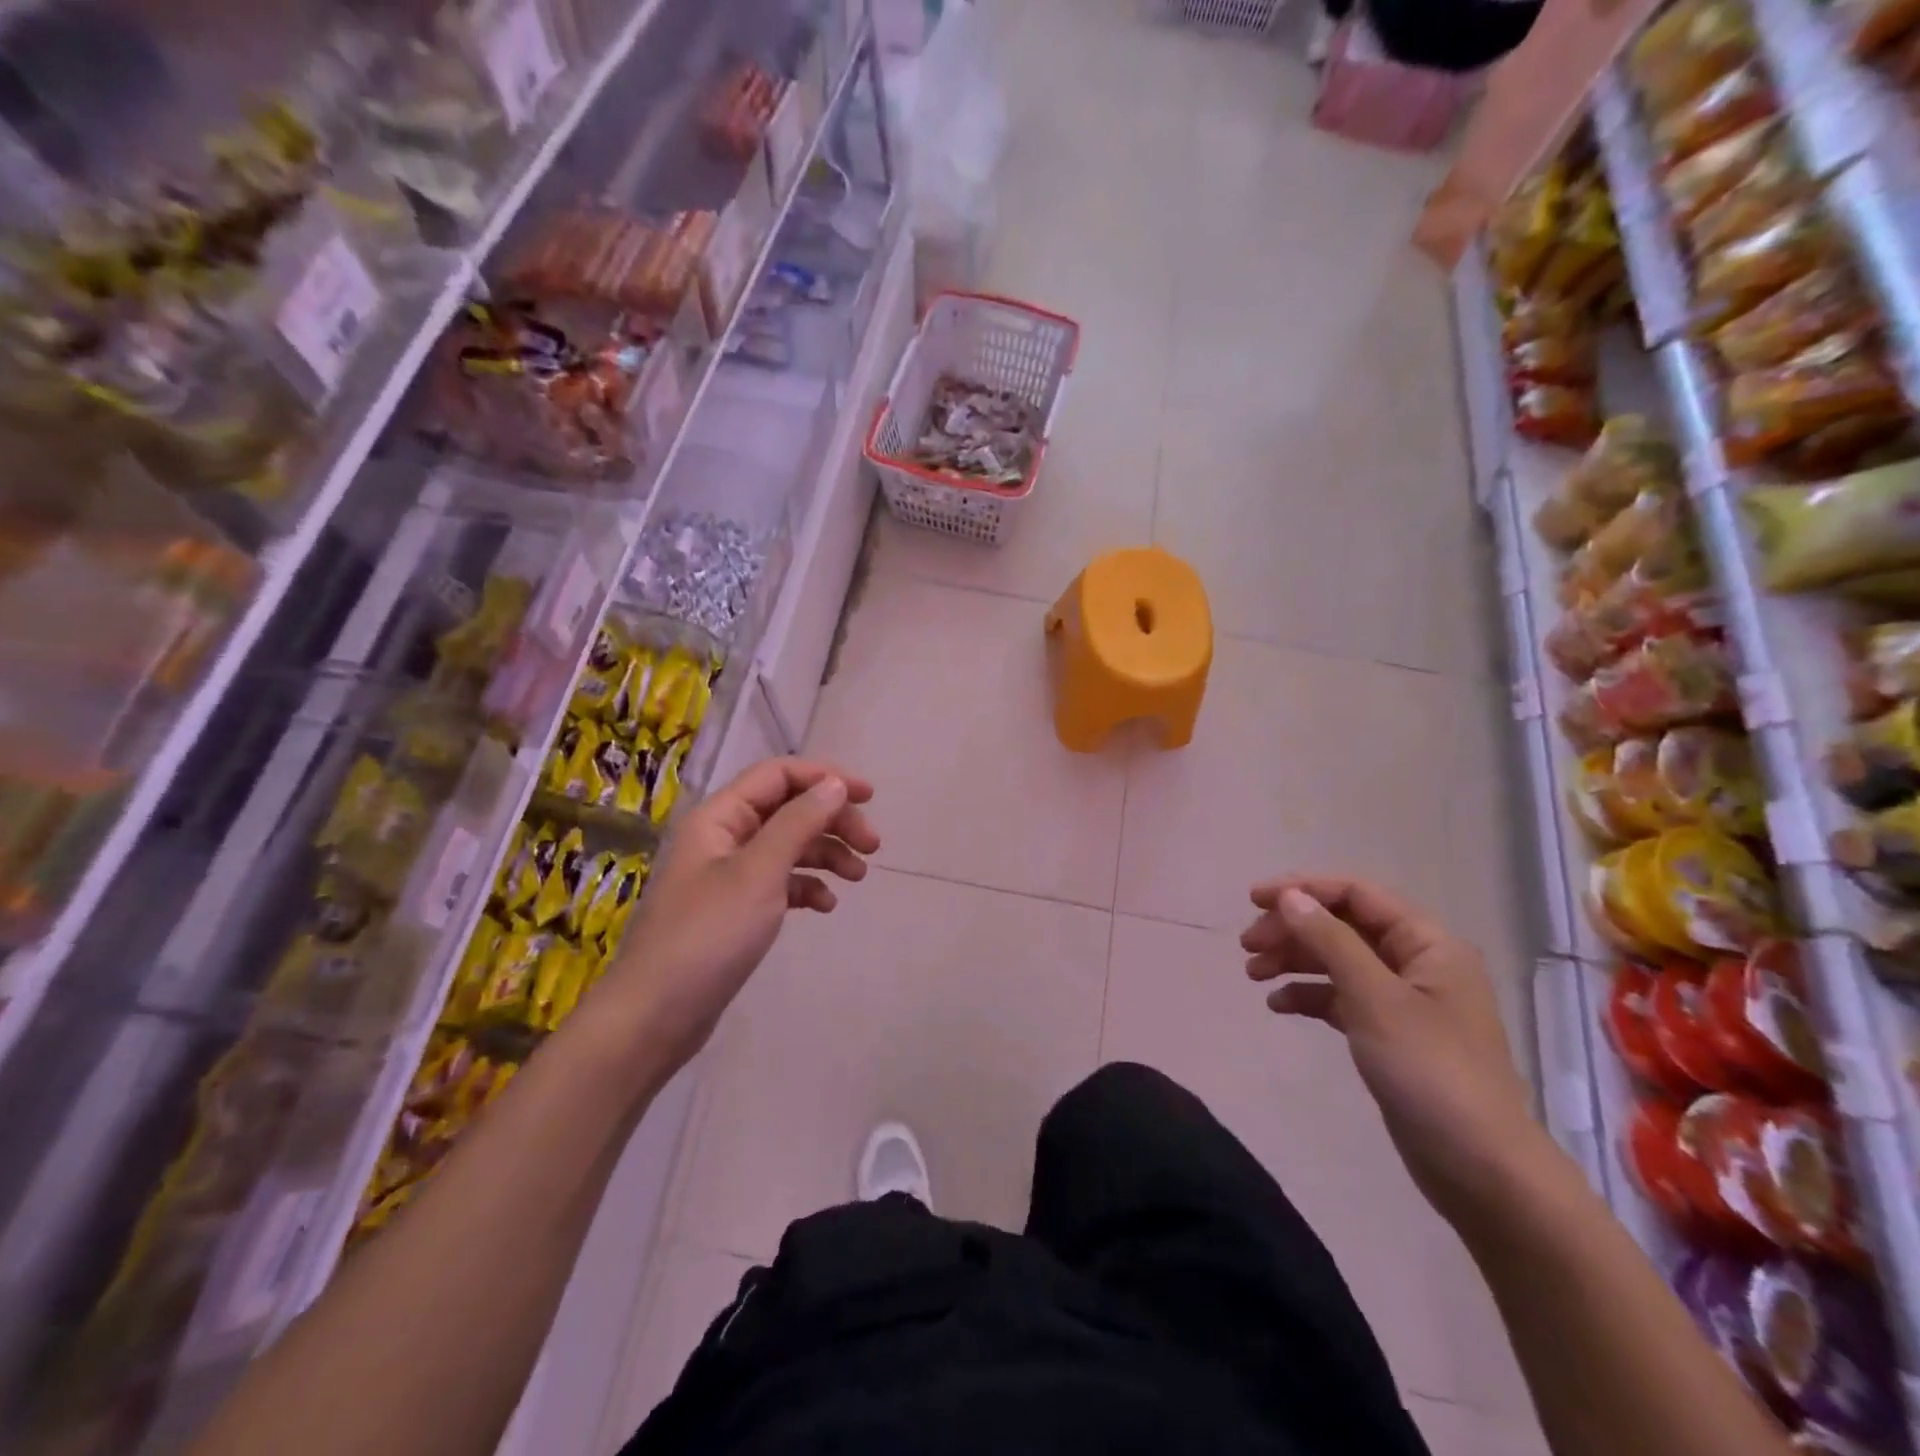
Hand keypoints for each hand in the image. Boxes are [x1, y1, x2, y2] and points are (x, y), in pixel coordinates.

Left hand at [604, 757, 878, 1068]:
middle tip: (873, 846)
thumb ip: (799, 823)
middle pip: (788, 809)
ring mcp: (727, 875)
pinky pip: (779, 882)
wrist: (654, 1017)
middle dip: (832, 821)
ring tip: (858, 877)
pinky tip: (825, 905)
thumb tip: (834, 784)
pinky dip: (806, 886)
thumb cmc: (708, 935)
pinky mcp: (734, 910)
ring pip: (788, 846)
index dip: (825, 778)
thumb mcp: (759, 872)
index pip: (779, 775)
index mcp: (720, 817)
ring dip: (826, 854)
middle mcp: (723, 837)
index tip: (869, 797)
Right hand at [1240, 877, 1555, 1232]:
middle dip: (1293, 929)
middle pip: (1343, 925)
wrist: (1481, 1171)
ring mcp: (1405, 1000)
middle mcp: (1418, 963)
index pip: (1356, 894)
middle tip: (1247, 946)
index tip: (1253, 900)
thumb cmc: (1430, 1072)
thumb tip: (1290, 897)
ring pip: (1338, 960)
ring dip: (1294, 960)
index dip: (1303, 889)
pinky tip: (1279, 1006)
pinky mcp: (1391, 1033)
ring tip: (1253, 975)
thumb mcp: (1374, 999)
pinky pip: (1342, 997)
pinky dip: (1309, 995)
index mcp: (1428, 944)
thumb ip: (1330, 941)